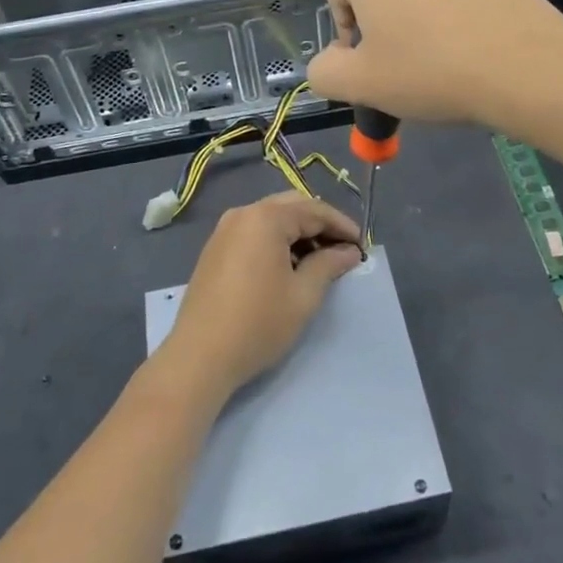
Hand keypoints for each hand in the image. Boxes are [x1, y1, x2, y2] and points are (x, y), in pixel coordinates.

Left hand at [159, 194, 362, 400]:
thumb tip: (349, 251)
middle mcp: (243, 214)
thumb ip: (329, 265)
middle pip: (292, 206)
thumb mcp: (303, 295)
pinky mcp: (215, 248)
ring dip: (298, 232)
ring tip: (320, 261)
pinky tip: (289, 266)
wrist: (200, 356)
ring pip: (272, 218)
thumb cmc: (258, 324)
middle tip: (342, 250)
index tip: (362, 246)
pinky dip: (276, 240)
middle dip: (320, 224)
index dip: (342, 226)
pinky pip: (254, 232)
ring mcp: (224, 230)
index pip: (314, 210)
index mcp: (266, 218)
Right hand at [307, 0, 562, 127]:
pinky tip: (465, 47)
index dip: (345, 37)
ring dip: (413, 17)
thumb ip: (324, 72)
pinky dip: (447, 13)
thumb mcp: (360, 84)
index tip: (370, 69)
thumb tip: (328, 63)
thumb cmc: (429, 70)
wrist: (526, 65)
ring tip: (435, 59)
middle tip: (399, 65)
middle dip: (379, 23)